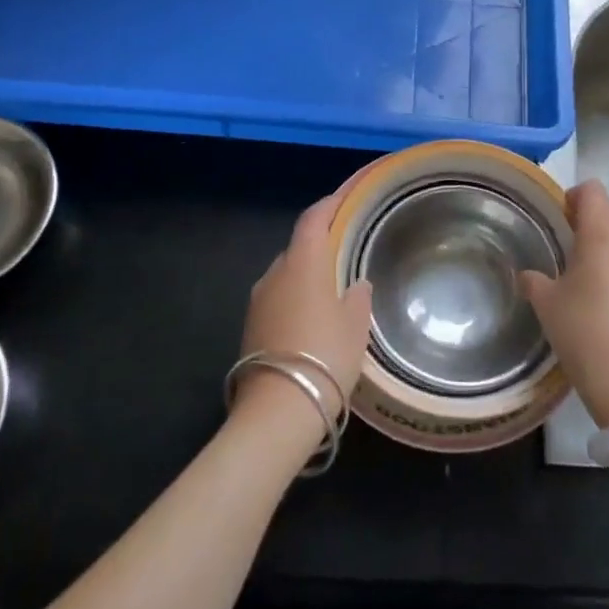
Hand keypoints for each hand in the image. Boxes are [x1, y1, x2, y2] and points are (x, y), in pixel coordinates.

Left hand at [234, 188, 373, 444]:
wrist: (277, 410)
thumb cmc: (325, 356)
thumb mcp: (355, 326)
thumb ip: (358, 298)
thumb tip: (356, 284)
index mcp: (303, 263)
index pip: (313, 219)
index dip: (329, 204)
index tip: (345, 197)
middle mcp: (275, 274)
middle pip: (298, 246)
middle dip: (320, 244)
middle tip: (346, 250)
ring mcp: (258, 301)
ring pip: (286, 275)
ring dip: (307, 275)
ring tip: (332, 288)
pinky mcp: (250, 327)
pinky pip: (278, 299)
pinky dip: (295, 298)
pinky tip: (313, 318)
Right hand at [520, 180, 608, 428]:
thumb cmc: (583, 333)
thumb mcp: (547, 305)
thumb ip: (535, 282)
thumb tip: (528, 276)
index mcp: (602, 235)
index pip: (594, 191)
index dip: (576, 197)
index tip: (563, 219)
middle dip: (601, 218)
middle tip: (579, 246)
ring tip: (599, 279)